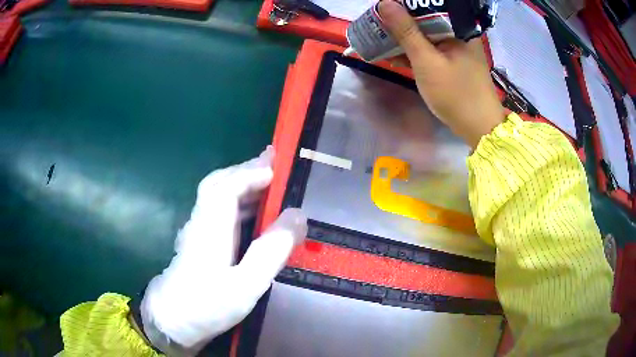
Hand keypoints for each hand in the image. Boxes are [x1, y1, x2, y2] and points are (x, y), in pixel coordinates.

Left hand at [141, 147, 306, 354]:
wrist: (172, 322)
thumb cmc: (206, 306)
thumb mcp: (245, 285)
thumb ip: (270, 251)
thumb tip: (297, 216)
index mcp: (210, 227)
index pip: (227, 186)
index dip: (251, 172)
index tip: (278, 167)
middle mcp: (202, 222)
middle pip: (219, 184)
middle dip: (247, 171)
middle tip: (275, 165)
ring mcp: (198, 232)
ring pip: (219, 197)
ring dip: (244, 185)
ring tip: (271, 185)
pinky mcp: (200, 243)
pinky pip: (220, 213)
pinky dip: (240, 203)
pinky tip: (254, 215)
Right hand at [379, 0, 505, 147]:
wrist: (478, 128)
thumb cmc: (456, 94)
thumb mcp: (426, 61)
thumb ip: (406, 31)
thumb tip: (385, 3)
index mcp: (459, 27)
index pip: (428, 5)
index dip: (404, 6)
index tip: (383, 10)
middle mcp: (459, 33)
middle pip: (426, 18)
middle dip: (401, 22)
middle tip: (378, 24)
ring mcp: (457, 47)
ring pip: (426, 34)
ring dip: (404, 38)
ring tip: (381, 39)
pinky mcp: (453, 60)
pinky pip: (431, 49)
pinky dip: (414, 51)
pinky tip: (395, 55)